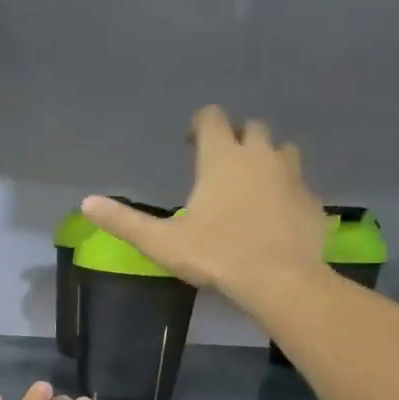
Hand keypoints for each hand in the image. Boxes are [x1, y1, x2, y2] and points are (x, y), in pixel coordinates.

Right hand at [81, 105, 328, 301]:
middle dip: (235, 139)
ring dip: (265, 159)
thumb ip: (124, 221)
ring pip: (282, 151)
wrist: (280, 281)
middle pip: (251, 128)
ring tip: (250, 185)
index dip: (200, 124)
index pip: (213, 118)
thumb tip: (87, 204)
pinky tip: (274, 215)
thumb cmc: (216, 255)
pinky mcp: (311, 201)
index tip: (190, 142)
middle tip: (220, 165)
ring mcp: (292, 176)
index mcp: (222, 158)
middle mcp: (260, 156)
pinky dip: (285, 191)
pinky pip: (298, 185)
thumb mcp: (161, 242)